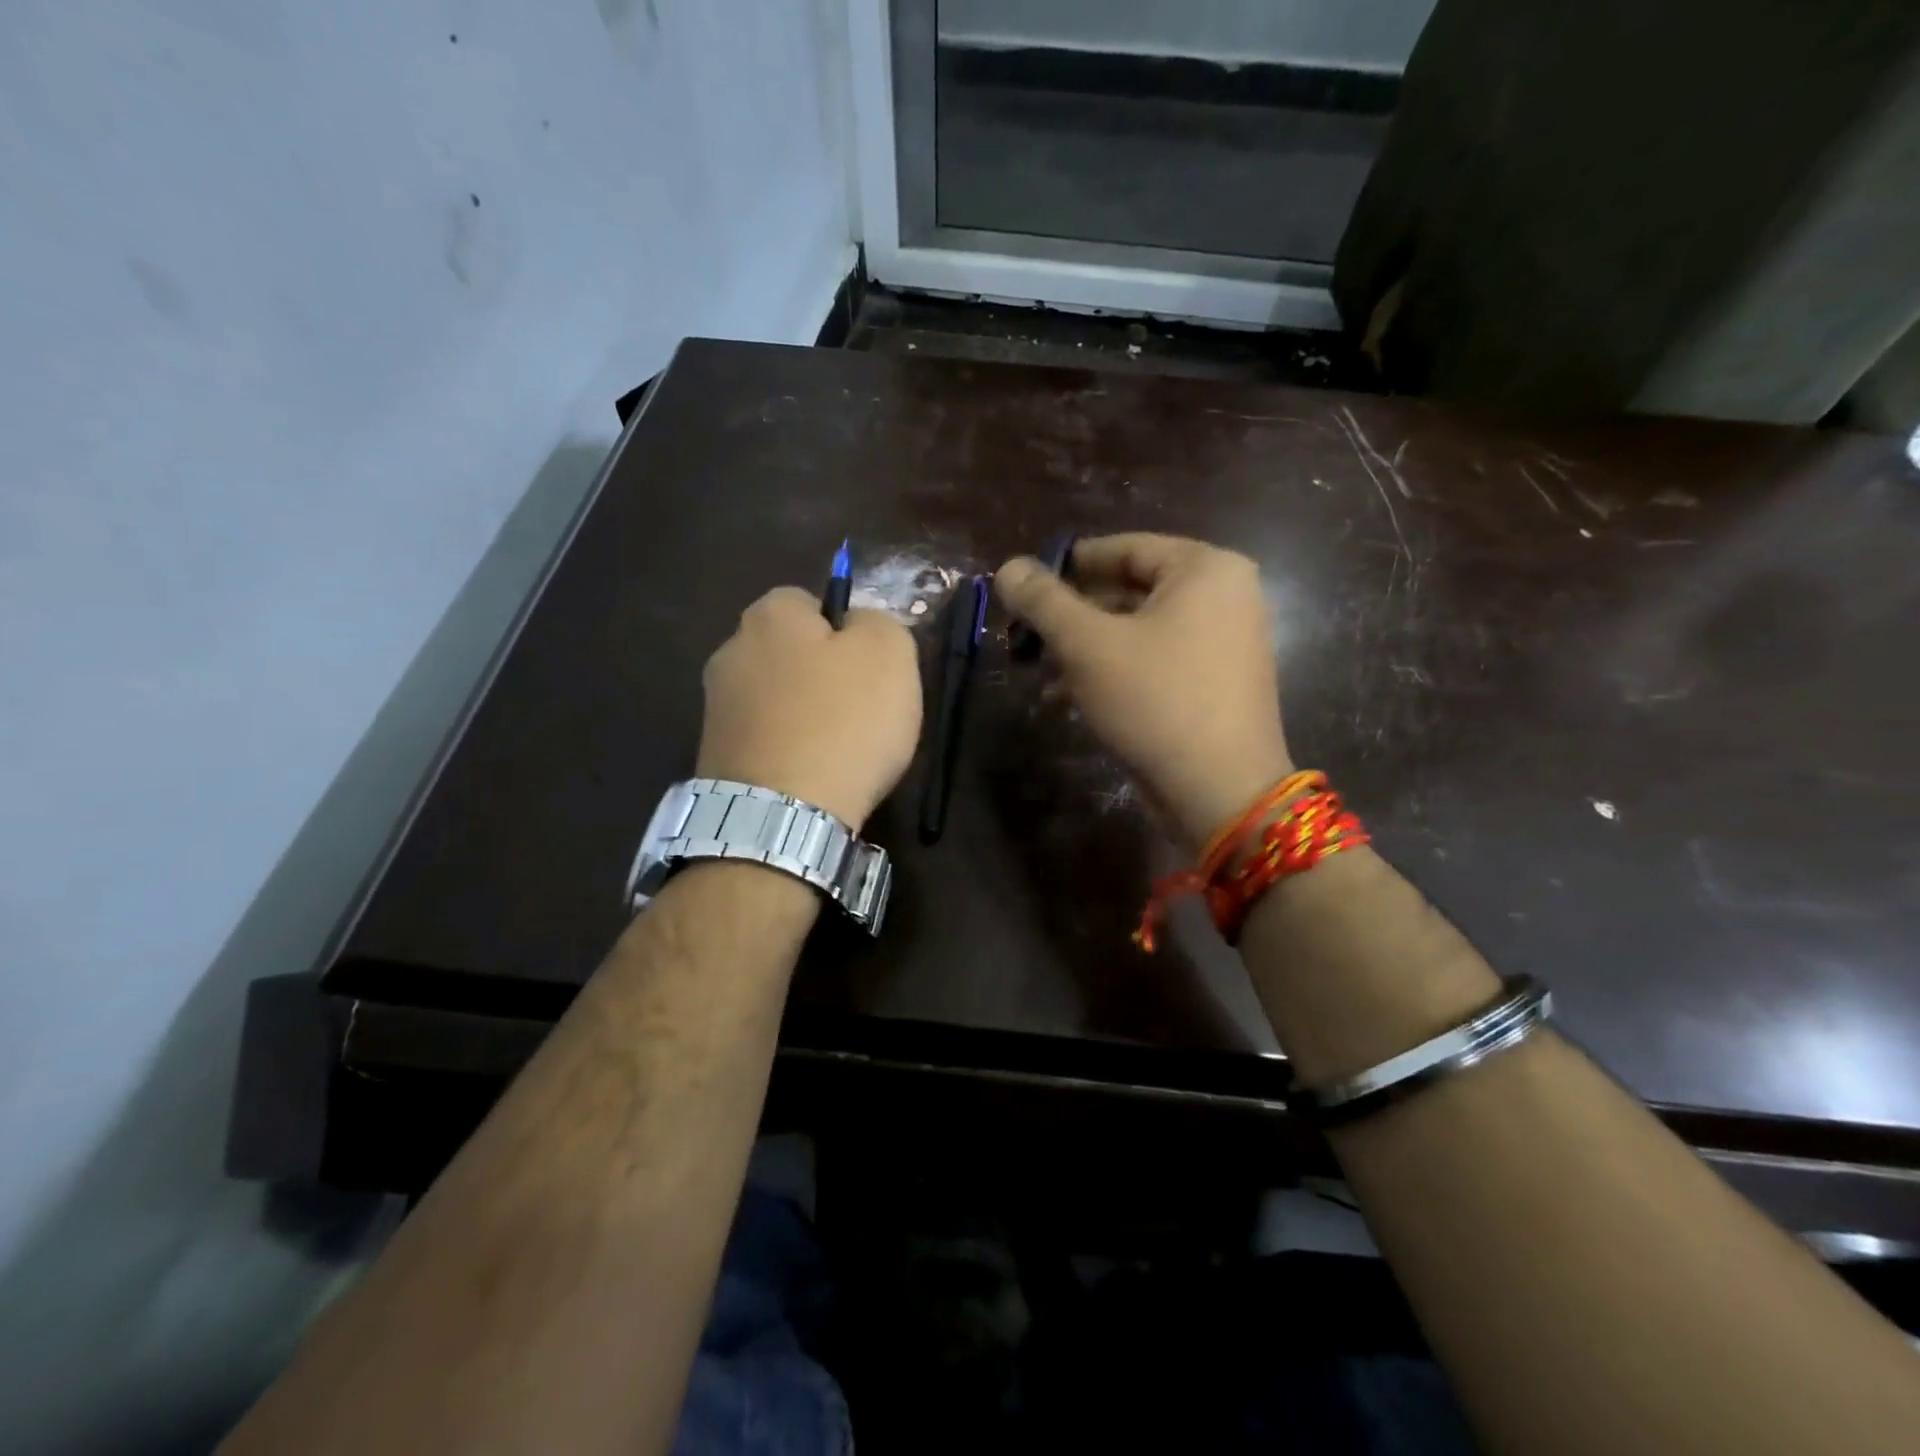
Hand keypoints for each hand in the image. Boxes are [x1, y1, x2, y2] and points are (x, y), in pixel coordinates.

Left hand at [697, 588, 921, 831]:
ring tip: (838, 751)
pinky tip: (811, 775)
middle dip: (821, 673)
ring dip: (803, 715)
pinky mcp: (714, 756)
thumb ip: (878, 622)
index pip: (809, 601)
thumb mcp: (890, 653)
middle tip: (860, 709)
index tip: (868, 668)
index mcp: (769, 615)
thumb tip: (857, 626)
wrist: (783, 815)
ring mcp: (716, 708)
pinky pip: (764, 739)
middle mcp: (731, 651)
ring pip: (776, 698)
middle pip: (789, 652)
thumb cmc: (844, 722)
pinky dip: (787, 750)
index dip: (845, 630)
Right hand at [994, 534, 1292, 847]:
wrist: (1220, 791)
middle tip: (1024, 636)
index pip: (1123, 548)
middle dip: (1070, 618)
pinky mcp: (1214, 683)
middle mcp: (1224, 596)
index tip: (1024, 585)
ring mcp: (1223, 642)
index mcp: (1205, 569)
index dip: (1067, 565)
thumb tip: (1008, 566)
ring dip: (1083, 650)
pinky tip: (1065, 699)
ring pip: (1136, 631)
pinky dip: (1111, 673)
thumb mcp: (1088, 645)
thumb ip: (1044, 601)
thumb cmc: (1155, 700)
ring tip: (1037, 674)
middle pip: (1128, 591)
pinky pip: (1154, 661)